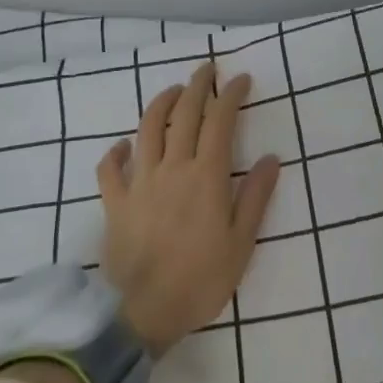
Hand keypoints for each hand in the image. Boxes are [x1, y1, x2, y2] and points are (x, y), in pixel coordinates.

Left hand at [97, 63, 281, 355]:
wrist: (143, 313)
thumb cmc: (201, 280)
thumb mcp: (241, 243)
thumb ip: (256, 197)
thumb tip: (272, 158)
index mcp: (206, 176)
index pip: (220, 121)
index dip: (230, 95)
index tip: (240, 79)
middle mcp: (172, 168)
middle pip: (183, 114)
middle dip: (196, 86)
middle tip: (206, 70)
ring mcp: (140, 182)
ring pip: (147, 129)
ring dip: (160, 104)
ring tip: (172, 91)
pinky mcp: (115, 202)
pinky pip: (110, 169)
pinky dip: (116, 151)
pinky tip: (124, 144)